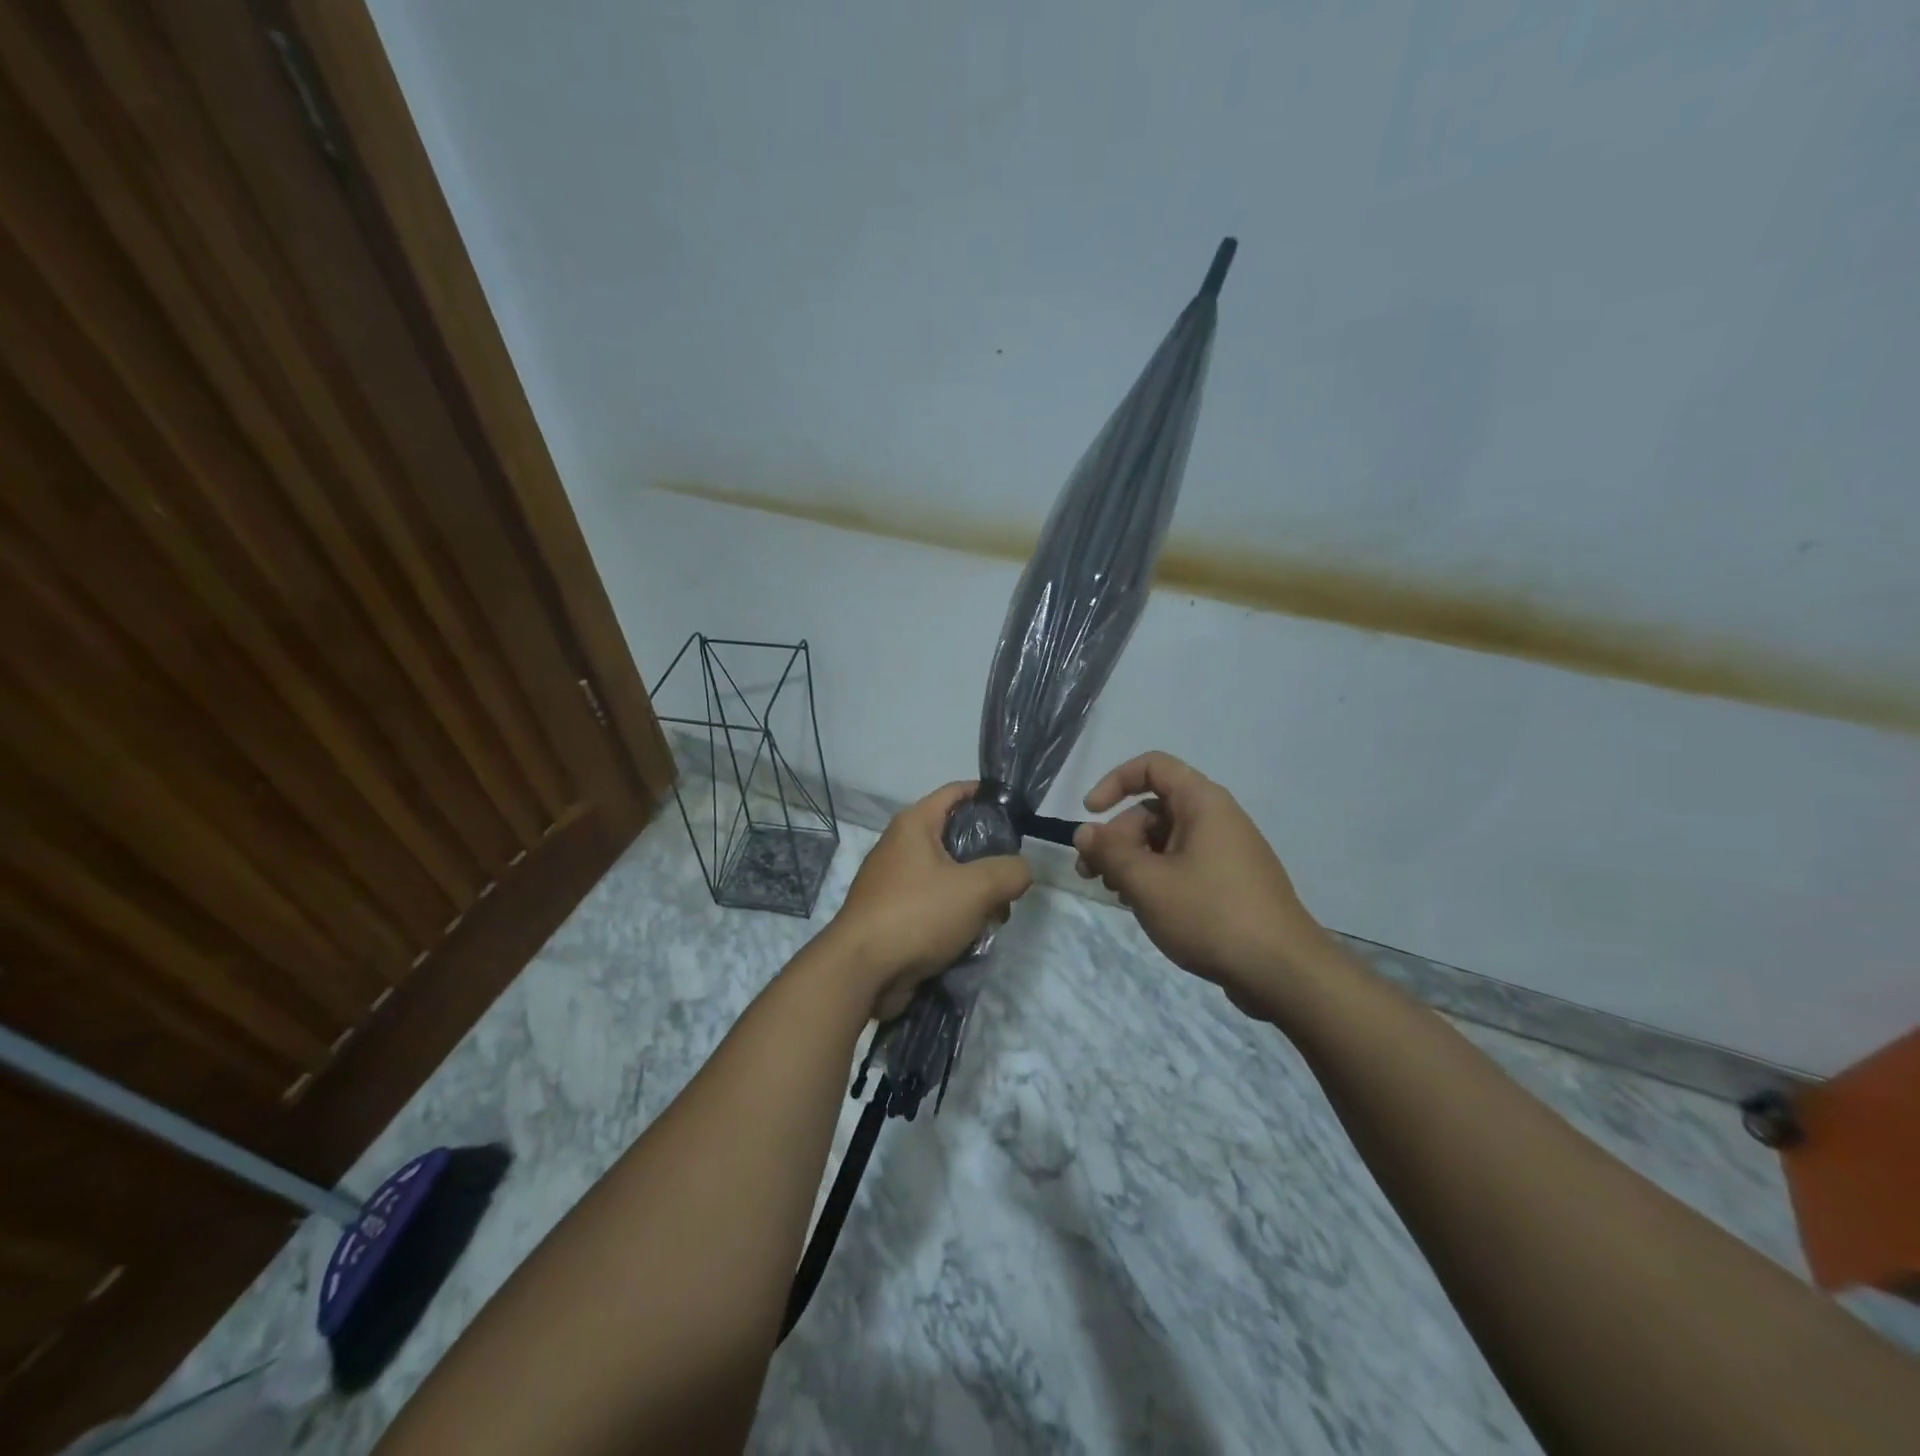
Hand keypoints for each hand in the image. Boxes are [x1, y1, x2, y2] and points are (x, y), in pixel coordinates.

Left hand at [827, 782, 1032, 1018]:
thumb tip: (1020, 871)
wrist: (861, 971)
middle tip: (1011, 880)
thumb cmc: (917, 914)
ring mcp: (893, 882)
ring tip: (995, 918)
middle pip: (956, 838)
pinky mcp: (892, 914)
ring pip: (948, 876)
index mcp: (914, 824)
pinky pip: (933, 904)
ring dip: (975, 894)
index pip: (956, 792)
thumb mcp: (976, 888)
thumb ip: (1009, 872)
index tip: (1017, 812)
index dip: (987, 795)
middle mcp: (900, 846)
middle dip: (988, 859)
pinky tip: (971, 938)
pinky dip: (954, 916)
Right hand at [1073, 752, 1331, 1017]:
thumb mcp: (1148, 882)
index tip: (1090, 814)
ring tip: (1114, 893)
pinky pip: (1183, 865)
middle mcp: (1217, 818)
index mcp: (1203, 803)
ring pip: (1165, 841)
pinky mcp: (1230, 883)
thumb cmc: (1210, 915)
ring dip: (1132, 860)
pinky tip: (1143, 907)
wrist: (1283, 971)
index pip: (1152, 767)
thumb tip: (1084, 832)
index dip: (1115, 782)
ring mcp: (1226, 852)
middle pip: (1153, 809)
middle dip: (1116, 836)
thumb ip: (1109, 852)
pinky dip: (1156, 877)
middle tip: (1091, 873)